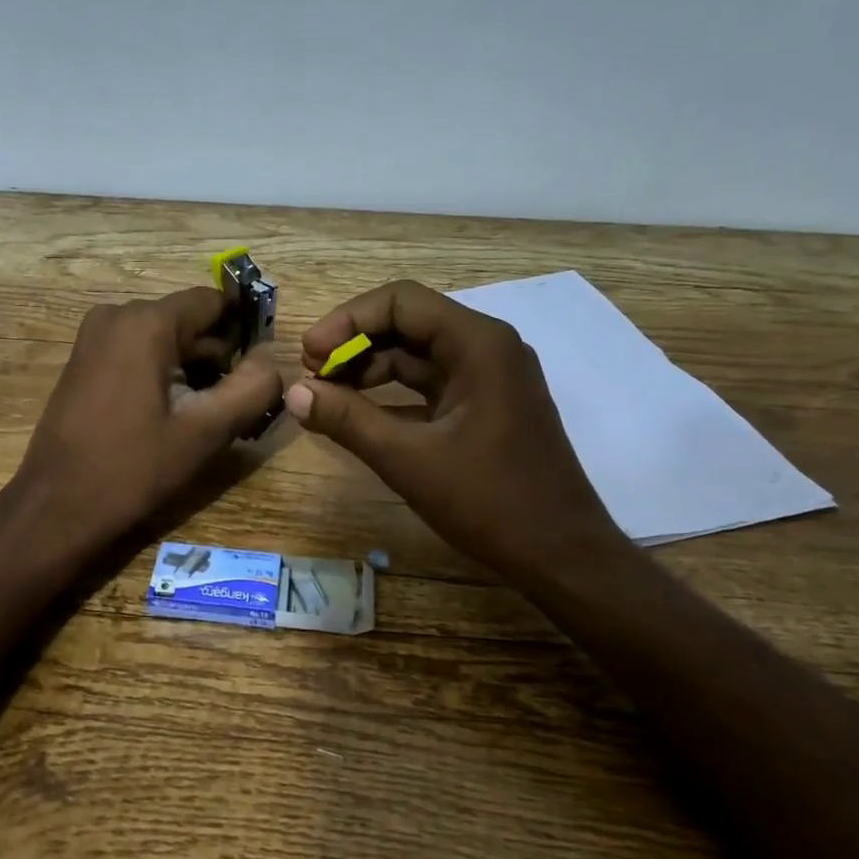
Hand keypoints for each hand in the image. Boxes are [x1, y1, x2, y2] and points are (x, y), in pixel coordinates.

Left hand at [14, 286, 283, 552]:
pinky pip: (139, 351)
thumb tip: (272, 360)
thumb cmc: (133, 468)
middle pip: (189, 321)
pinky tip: (172, 415)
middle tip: (237, 404)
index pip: (213, 301)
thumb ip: (252, 388)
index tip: (260, 367)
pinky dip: (163, 372)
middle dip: (218, 356)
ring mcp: (95, 336)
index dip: (244, 330)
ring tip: (207, 416)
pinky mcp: (85, 359)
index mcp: (146, 322)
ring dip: (192, 368)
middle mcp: (117, 315)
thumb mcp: (206, 431)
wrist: (56, 508)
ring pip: (165, 338)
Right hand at [287, 280, 625, 583]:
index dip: (347, 321)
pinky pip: (429, 385)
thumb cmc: (491, 503)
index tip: (310, 355)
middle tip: (312, 375)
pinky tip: (357, 416)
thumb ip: (348, 420)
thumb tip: (294, 393)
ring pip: (416, 354)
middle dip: (354, 343)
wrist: (563, 556)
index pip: (400, 302)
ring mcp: (488, 377)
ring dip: (369, 370)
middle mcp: (487, 347)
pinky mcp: (484, 405)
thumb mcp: (409, 460)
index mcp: (478, 343)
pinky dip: (391, 394)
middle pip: (407, 322)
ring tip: (325, 396)